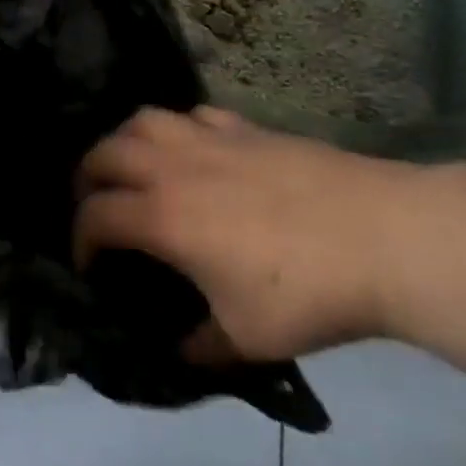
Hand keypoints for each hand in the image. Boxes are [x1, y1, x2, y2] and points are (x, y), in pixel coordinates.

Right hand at [75, 107, 416, 362]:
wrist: (384, 237)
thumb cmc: (308, 292)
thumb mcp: (247, 338)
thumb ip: (202, 346)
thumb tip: (179, 349)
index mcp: (163, 217)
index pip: (95, 216)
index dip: (80, 241)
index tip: (89, 265)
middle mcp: (173, 167)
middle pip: (104, 154)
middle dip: (86, 180)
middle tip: (96, 207)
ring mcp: (209, 139)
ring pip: (143, 120)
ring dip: (123, 142)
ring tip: (131, 167)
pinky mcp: (245, 127)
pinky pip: (192, 115)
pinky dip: (177, 130)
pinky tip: (192, 151)